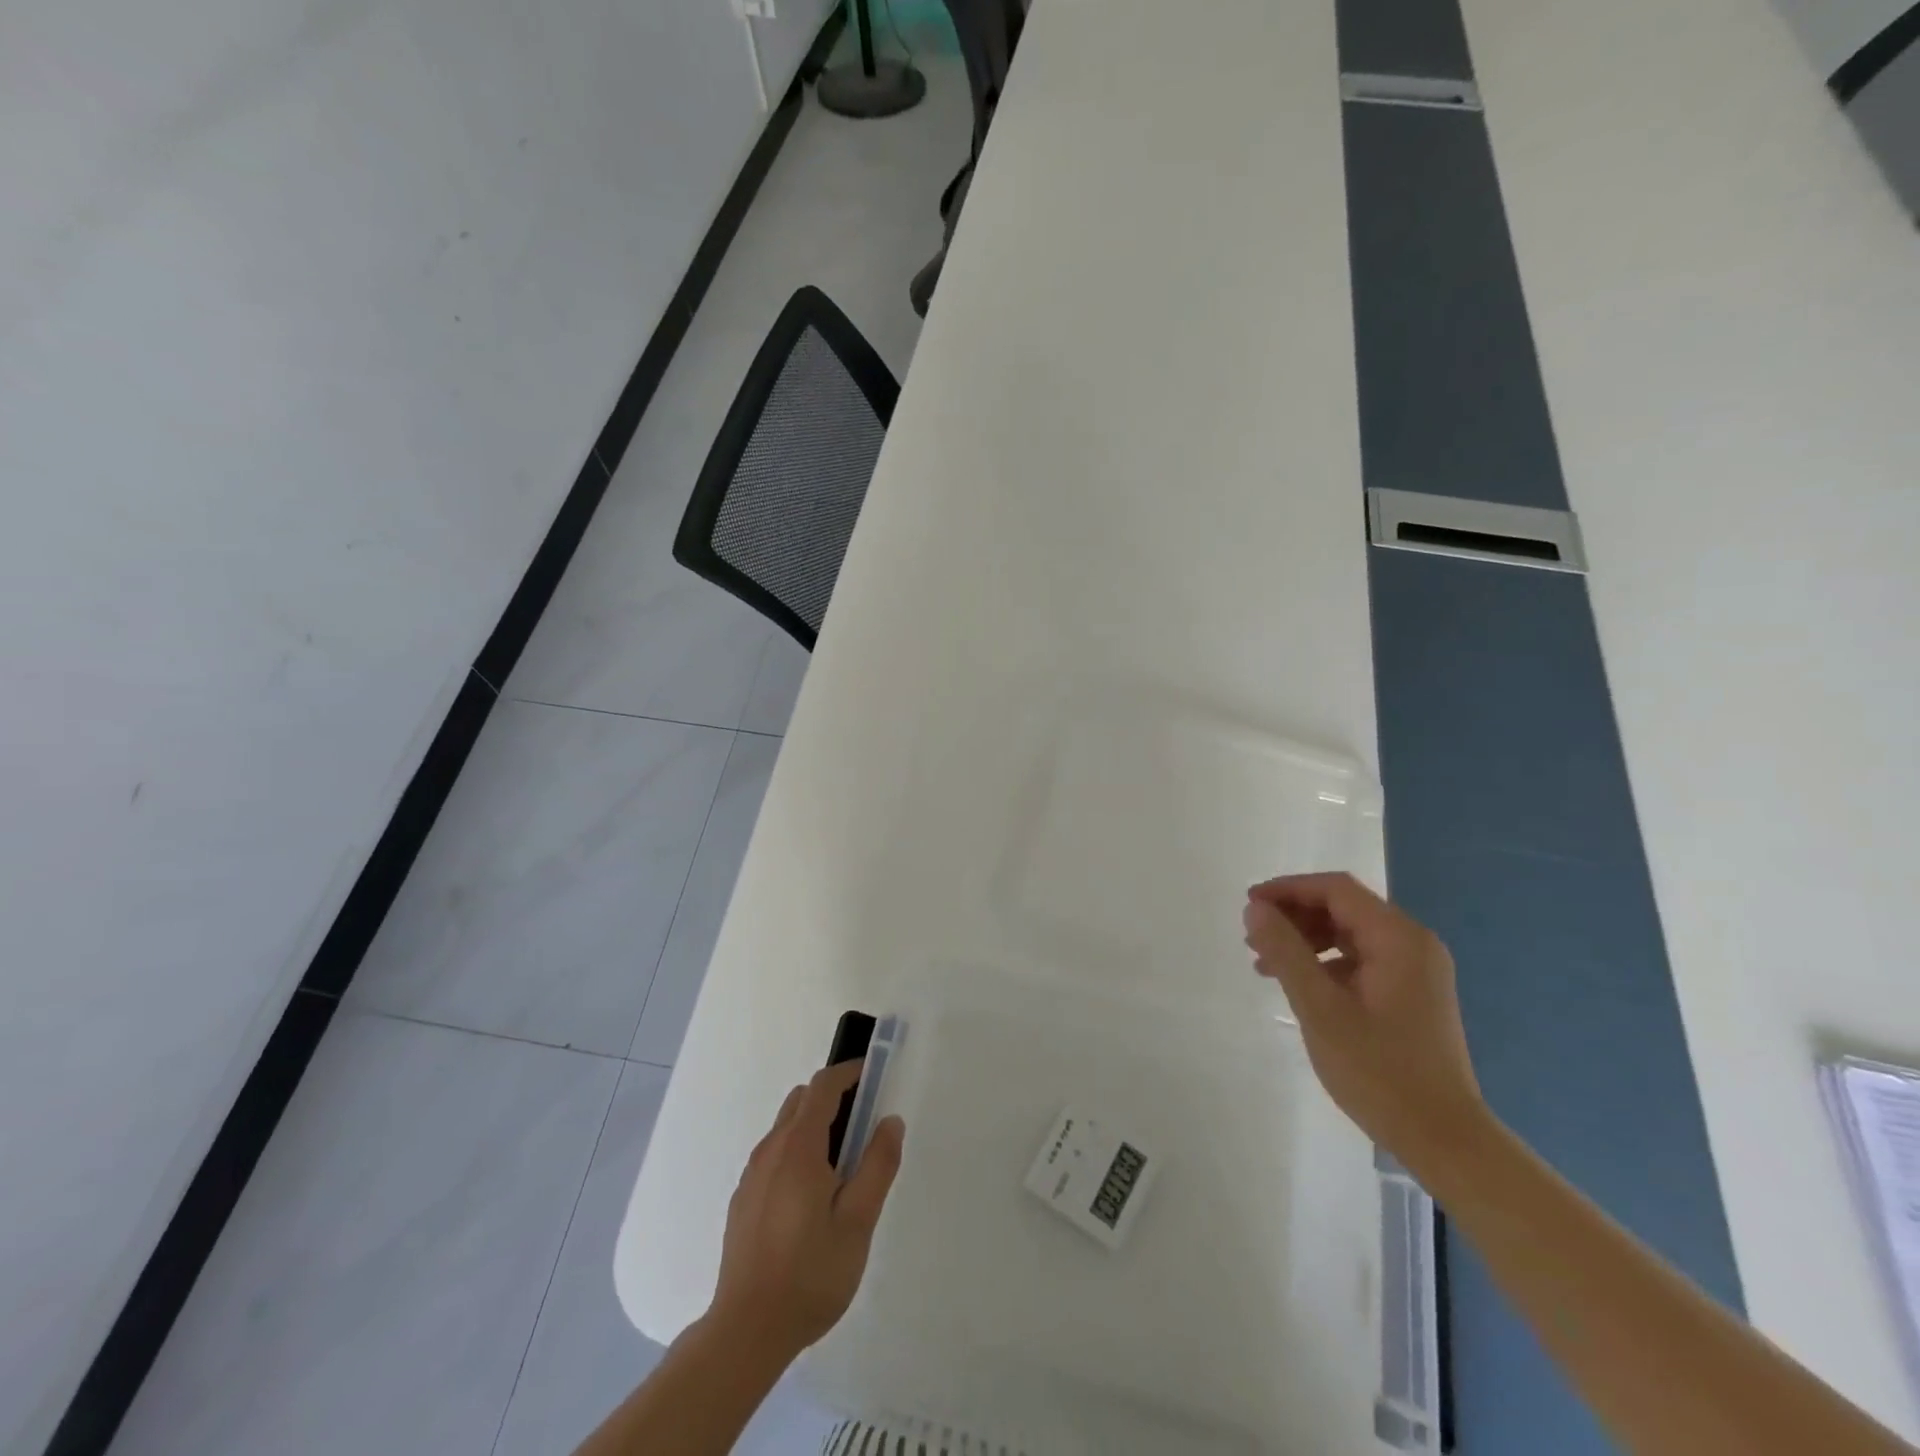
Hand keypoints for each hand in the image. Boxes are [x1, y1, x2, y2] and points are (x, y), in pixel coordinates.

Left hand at [709, 1061, 905, 1359]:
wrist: (746, 1332)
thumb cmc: (810, 1273)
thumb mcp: (858, 1221)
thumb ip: (877, 1165)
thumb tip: (889, 1120)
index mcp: (799, 1147)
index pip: (822, 1086)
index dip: (848, 1073)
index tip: (873, 1077)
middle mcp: (771, 1150)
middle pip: (802, 1101)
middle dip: (834, 1098)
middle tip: (865, 1125)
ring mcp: (752, 1175)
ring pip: (786, 1128)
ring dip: (815, 1126)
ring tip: (844, 1167)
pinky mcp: (743, 1200)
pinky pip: (775, 1156)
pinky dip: (798, 1152)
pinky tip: (813, 1199)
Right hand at [1243, 872, 1486, 1167]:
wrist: (1445, 1140)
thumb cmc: (1379, 1071)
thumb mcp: (1320, 1008)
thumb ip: (1286, 952)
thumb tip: (1255, 910)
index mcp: (1399, 939)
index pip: (1336, 890)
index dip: (1288, 890)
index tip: (1249, 907)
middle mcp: (1413, 944)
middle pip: (1344, 908)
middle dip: (1294, 916)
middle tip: (1253, 939)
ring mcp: (1417, 970)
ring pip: (1350, 934)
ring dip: (1306, 940)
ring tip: (1266, 964)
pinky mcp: (1412, 994)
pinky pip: (1362, 960)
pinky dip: (1326, 962)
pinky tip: (1299, 986)